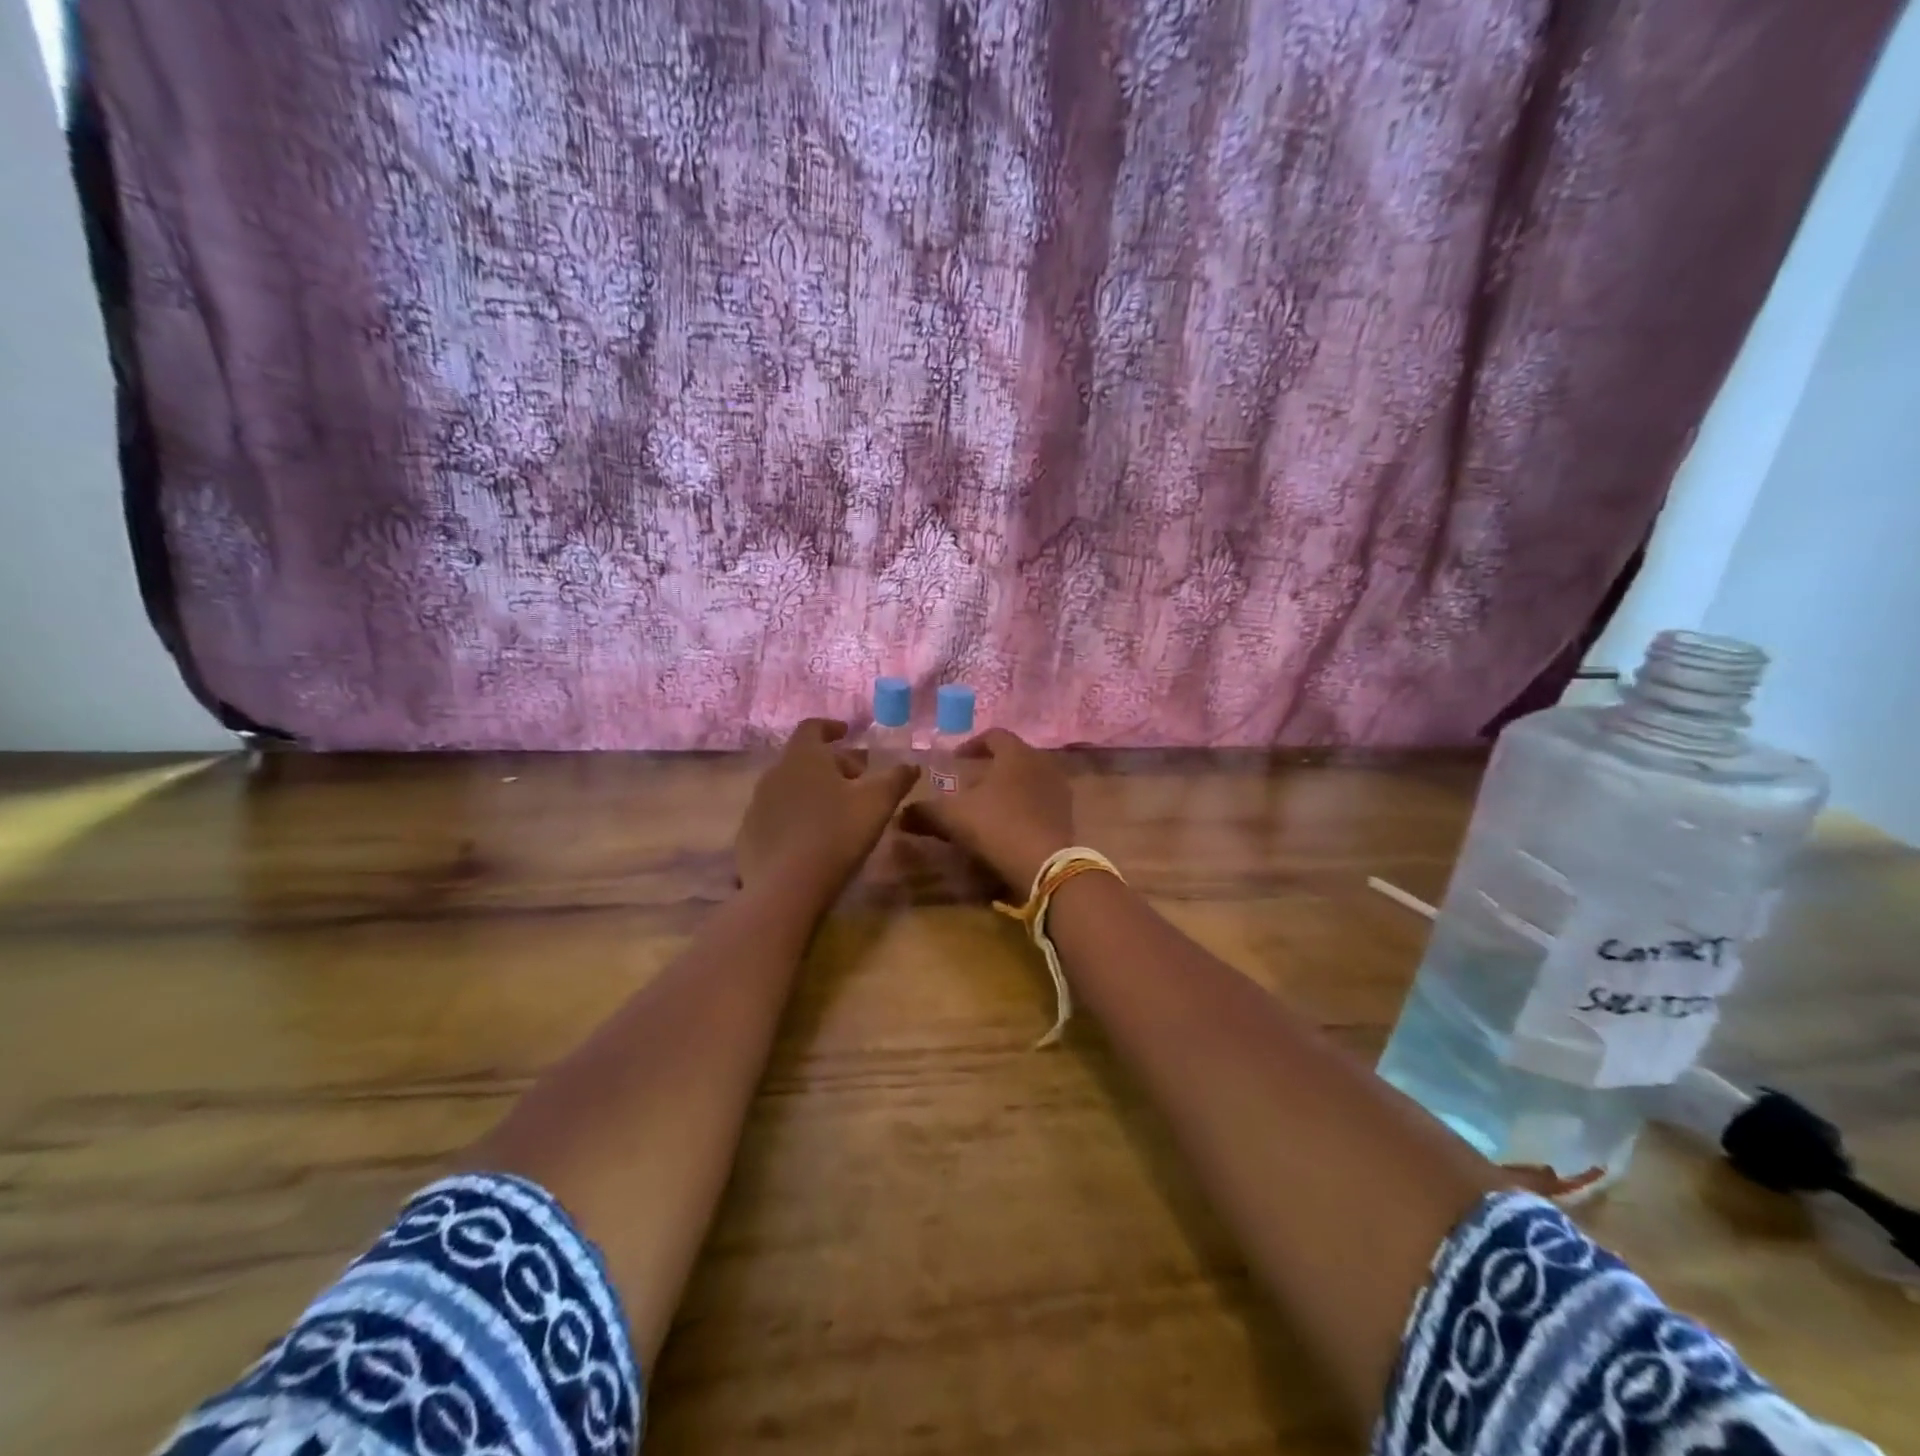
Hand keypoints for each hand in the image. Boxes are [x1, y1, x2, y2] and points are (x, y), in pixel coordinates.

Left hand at [735, 719, 918, 900]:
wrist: (784, 888)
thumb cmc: (835, 834)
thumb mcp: (877, 804)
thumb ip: (896, 779)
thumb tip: (911, 765)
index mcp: (804, 757)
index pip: (813, 727)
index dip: (831, 727)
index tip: (847, 733)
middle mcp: (775, 773)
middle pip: (804, 758)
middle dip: (831, 764)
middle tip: (857, 781)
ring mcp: (757, 805)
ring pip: (790, 787)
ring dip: (813, 791)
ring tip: (837, 811)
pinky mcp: (750, 835)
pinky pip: (777, 815)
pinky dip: (796, 817)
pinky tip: (813, 839)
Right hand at [901, 728, 1075, 891]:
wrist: (1045, 864)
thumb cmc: (997, 826)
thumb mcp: (952, 817)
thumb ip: (925, 812)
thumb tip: (900, 815)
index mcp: (1016, 753)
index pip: (994, 735)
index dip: (972, 744)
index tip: (956, 758)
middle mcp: (1042, 764)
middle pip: (1013, 757)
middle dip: (990, 768)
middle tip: (969, 784)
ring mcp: (1059, 790)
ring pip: (1028, 780)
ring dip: (1008, 789)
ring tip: (987, 807)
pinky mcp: (1067, 815)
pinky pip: (1040, 802)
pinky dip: (1023, 807)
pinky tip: (1008, 826)